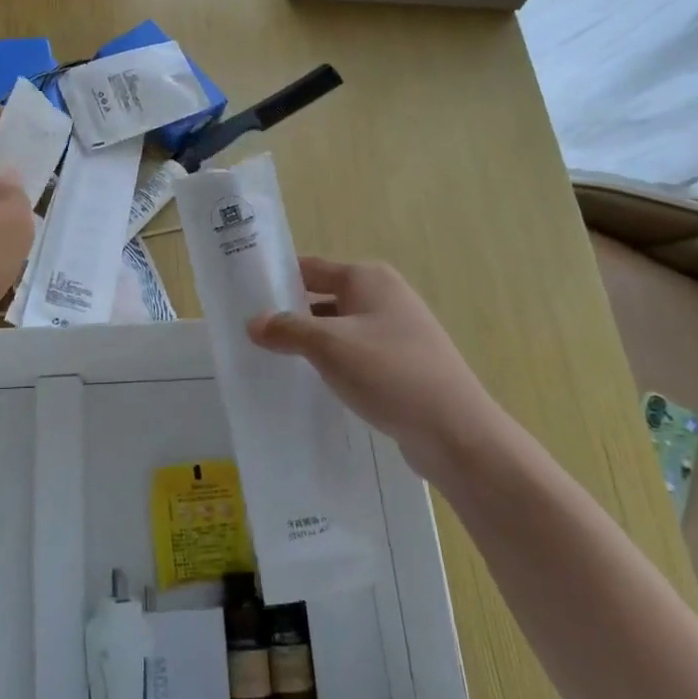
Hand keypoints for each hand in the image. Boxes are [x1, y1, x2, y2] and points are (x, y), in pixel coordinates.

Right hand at [248, 257, 505, 479]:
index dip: (276, 279)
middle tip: (249, 334)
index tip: (242, 297)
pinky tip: (313, 384)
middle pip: (323, 297)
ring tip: (271, 360)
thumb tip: (253, 322)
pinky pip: (356, 354)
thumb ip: (287, 330)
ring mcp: (397, 330)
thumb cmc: (389, 373)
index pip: (309, 268)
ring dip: (310, 342)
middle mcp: (384, 296)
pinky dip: (333, 363)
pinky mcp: (402, 363)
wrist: (455, 430)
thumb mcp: (329, 346)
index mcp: (368, 278)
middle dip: (290, 314)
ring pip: (339, 328)